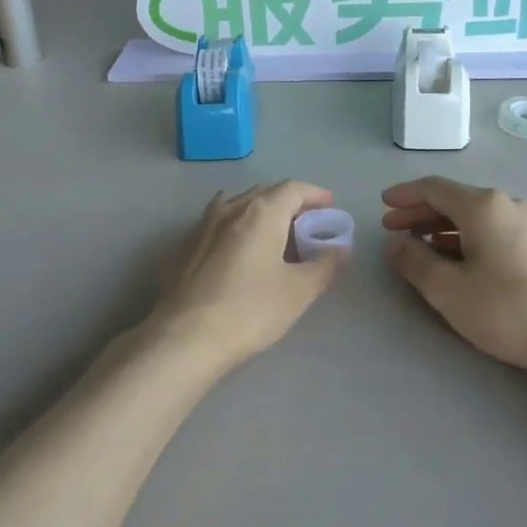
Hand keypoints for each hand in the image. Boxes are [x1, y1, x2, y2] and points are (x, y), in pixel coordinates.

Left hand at [147, 181, 344, 370]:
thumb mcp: (299, 290)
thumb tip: (341, 248)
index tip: (330, 206)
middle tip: (308, 222)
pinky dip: (239, 224)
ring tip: (276, 232)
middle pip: (266, 193)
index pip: (293, 189)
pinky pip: (220, 221)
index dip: (315, 194)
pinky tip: (240, 244)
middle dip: (290, 203)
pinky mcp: (186, 247)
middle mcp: (231, 209)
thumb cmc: (250, 310)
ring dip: (262, 211)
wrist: (185, 337)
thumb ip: (325, 265)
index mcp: (261, 213)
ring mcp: (204, 226)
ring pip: (239, 205)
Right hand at [381, 177, 526, 374]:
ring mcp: (526, 222)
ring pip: (472, 215)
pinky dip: (463, 235)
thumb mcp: (447, 289)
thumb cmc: (505, 309)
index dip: (404, 195)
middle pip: (453, 199)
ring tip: (417, 245)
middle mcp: (506, 203)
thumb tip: (395, 242)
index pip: (433, 188)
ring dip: (440, 226)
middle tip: (392, 228)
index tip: (382, 205)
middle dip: (419, 212)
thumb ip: (413, 260)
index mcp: (482, 206)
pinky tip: (452, 256)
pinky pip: (490, 227)